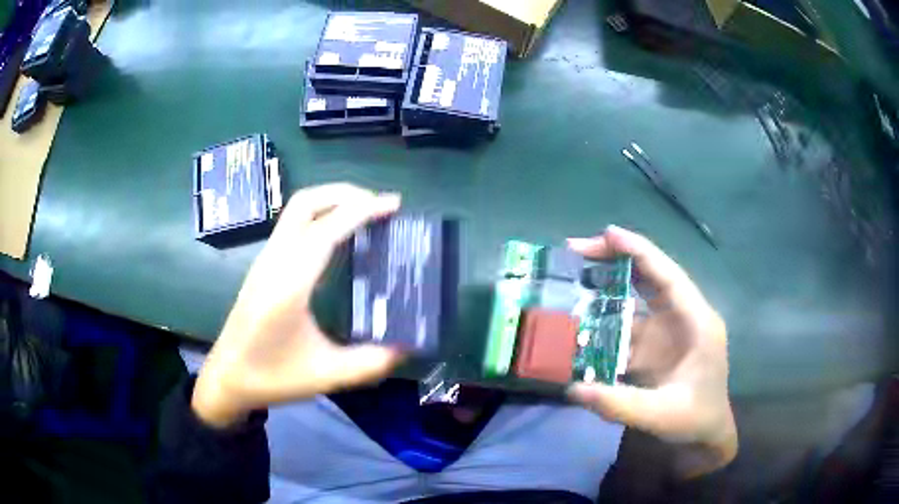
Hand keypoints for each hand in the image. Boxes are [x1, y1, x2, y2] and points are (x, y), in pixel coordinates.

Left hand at [192, 184, 404, 427]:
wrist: (228, 377)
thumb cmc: (271, 376)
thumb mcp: (325, 375)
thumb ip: (370, 362)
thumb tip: (408, 346)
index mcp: (289, 284)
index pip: (326, 230)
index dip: (362, 211)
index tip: (394, 204)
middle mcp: (275, 261)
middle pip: (306, 202)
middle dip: (345, 194)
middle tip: (380, 205)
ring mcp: (266, 259)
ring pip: (297, 209)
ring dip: (332, 201)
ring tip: (365, 215)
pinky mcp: (263, 264)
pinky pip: (293, 223)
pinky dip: (320, 215)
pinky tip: (338, 236)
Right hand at [567, 226, 736, 475]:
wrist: (705, 434)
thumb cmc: (694, 420)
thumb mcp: (660, 416)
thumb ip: (619, 404)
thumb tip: (573, 388)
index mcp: (698, 323)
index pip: (670, 277)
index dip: (640, 252)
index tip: (607, 233)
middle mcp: (684, 317)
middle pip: (652, 277)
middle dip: (617, 258)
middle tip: (577, 250)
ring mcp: (670, 330)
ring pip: (639, 297)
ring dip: (609, 285)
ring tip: (574, 276)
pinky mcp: (657, 344)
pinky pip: (630, 324)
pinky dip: (607, 318)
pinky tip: (583, 319)